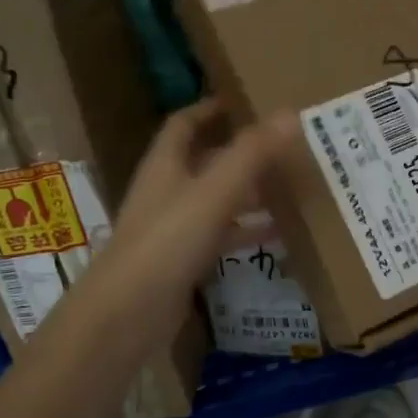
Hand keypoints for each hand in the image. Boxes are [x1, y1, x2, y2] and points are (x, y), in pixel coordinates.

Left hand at [78, 100, 295, 348]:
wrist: (126, 315)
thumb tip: (291, 113)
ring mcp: (173, 229)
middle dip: (239, 153)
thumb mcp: (213, 193)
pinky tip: (277, 234)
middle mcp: (166, 192)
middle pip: (204, 162)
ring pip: (215, 200)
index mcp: (165, 166)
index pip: (184, 124)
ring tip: (288, 187)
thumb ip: (251, 155)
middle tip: (281, 147)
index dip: (209, 109)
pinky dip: (245, 232)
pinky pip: (220, 237)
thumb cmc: (166, 243)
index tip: (243, 102)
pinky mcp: (183, 263)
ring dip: (247, 193)